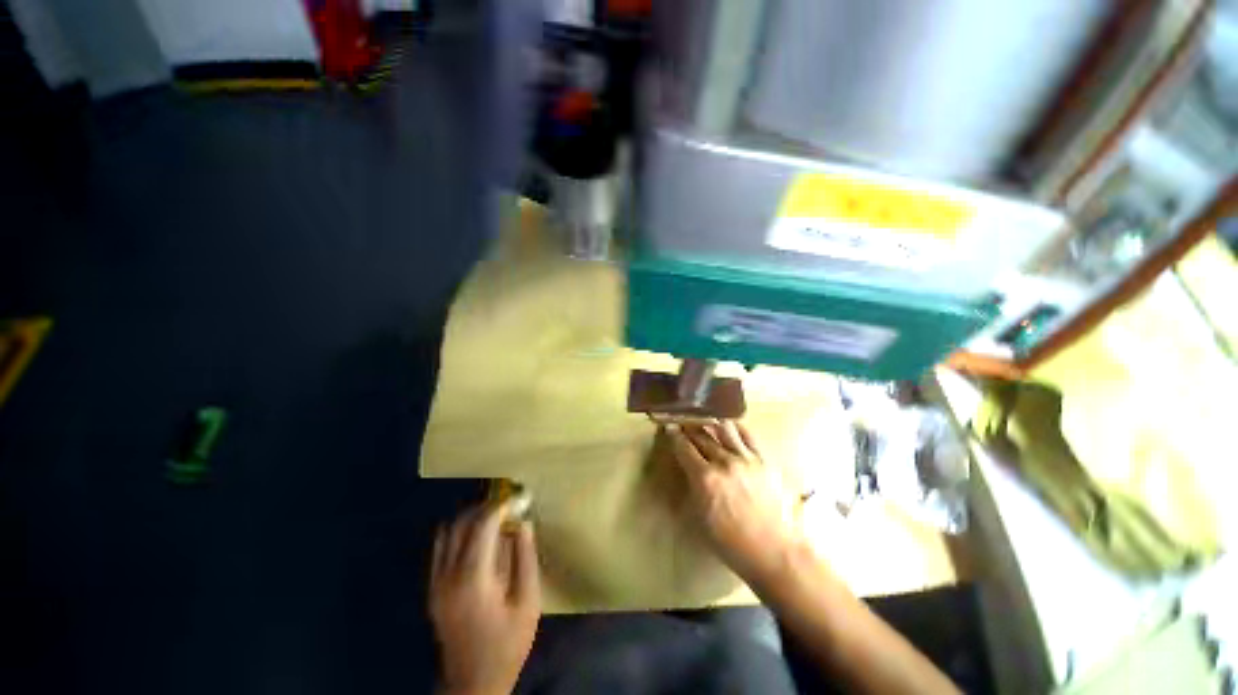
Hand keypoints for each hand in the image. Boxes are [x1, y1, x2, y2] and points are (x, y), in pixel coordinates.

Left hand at [430, 501, 540, 694]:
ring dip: (471, 517)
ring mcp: (435, 582)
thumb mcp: (528, 602)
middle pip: (461, 522)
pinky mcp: (432, 587)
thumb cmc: (507, 643)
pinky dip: (459, 532)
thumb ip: (525, 558)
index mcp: (473, 579)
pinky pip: (441, 546)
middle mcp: (448, 575)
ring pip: (448, 530)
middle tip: (508, 506)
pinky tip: (478, 539)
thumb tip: (523, 523)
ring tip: (495, 519)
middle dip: (486, 507)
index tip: (519, 498)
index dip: (502, 505)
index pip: (483, 525)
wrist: (473, 682)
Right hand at [667, 422, 805, 587]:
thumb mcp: (701, 518)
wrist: (776, 553)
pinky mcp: (764, 460)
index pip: (684, 448)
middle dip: (689, 428)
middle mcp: (724, 462)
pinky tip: (730, 426)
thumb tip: (689, 469)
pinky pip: (747, 435)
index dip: (674, 435)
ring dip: (710, 424)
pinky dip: (735, 428)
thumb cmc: (732, 544)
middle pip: (702, 436)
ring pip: (723, 429)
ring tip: (705, 421)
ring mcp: (746, 458)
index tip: (669, 427)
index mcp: (705, 478)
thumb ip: (693, 488)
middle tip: (683, 423)